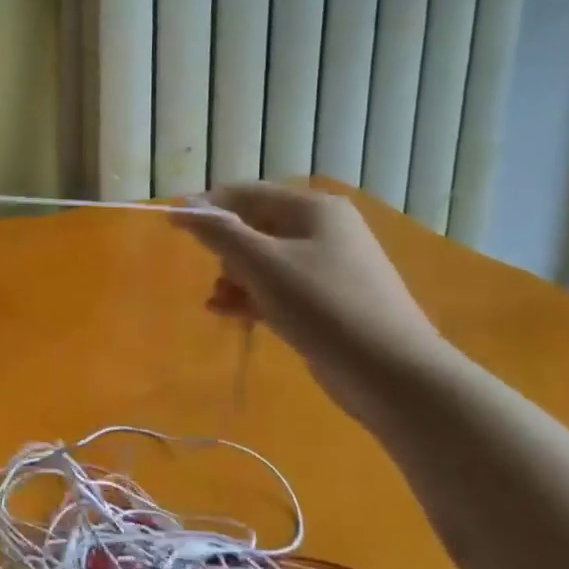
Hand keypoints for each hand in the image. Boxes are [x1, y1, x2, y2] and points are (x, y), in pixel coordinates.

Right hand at [176, 183, 445, 426]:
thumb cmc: (323, 306)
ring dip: (235, 277)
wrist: (393, 375)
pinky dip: (252, 296)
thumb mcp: (262, 264)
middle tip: (214, 274)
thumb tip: (183, 207)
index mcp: (313, 208)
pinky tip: (228, 312)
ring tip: (218, 302)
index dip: (208, 207)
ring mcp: (328, 266)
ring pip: (264, 260)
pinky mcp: (328, 301)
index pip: (246, 193)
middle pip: (255, 226)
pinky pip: (278, 287)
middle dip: (225, 249)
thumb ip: (219, 232)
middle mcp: (323, 229)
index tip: (174, 227)